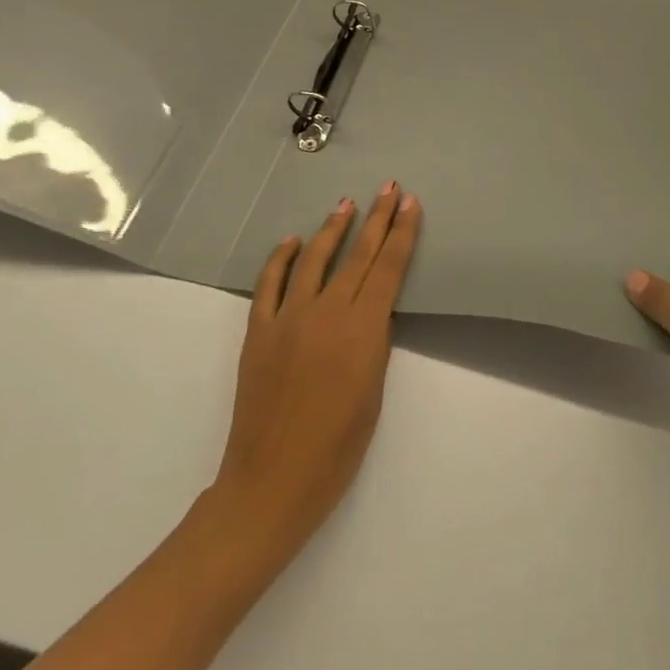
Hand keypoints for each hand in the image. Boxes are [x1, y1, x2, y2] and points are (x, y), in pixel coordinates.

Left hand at [204, 184, 421, 557]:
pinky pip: (270, 284)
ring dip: (333, 229)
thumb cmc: (337, 449)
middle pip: (358, 255)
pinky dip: (281, 259)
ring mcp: (288, 319)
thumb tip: (371, 312)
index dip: (402, 233)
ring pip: (315, 260)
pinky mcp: (258, 331)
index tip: (411, 203)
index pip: (388, 268)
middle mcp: (327, 313)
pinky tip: (293, 241)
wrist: (272, 482)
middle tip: (389, 187)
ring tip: (347, 203)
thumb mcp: (374, 393)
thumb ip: (374, 343)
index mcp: (362, 330)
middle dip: (377, 218)